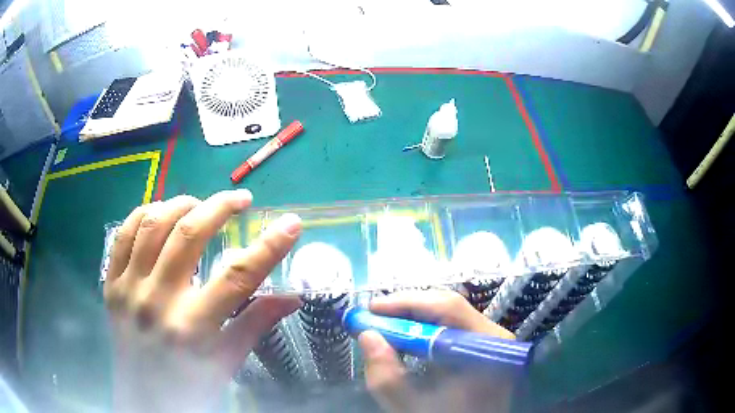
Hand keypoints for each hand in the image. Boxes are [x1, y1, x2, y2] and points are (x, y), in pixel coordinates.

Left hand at [103, 191, 301, 411]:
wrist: (144, 400)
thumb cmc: (190, 387)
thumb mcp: (227, 362)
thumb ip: (255, 324)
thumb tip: (292, 298)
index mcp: (193, 328)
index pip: (238, 277)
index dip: (269, 246)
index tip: (291, 223)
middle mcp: (158, 301)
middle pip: (190, 235)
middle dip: (221, 207)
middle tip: (241, 200)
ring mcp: (128, 288)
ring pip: (154, 224)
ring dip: (182, 204)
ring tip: (200, 204)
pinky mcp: (111, 284)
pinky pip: (124, 234)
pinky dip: (145, 213)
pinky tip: (161, 213)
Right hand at [359, 290, 516, 412]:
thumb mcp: (410, 407)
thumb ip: (386, 376)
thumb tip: (367, 336)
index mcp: (484, 348)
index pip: (448, 308)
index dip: (407, 303)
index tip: (372, 309)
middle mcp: (494, 337)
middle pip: (450, 307)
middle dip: (407, 309)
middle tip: (374, 317)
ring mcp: (492, 341)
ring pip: (451, 316)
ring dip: (415, 318)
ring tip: (385, 326)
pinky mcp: (485, 348)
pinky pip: (454, 328)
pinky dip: (426, 330)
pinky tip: (407, 339)